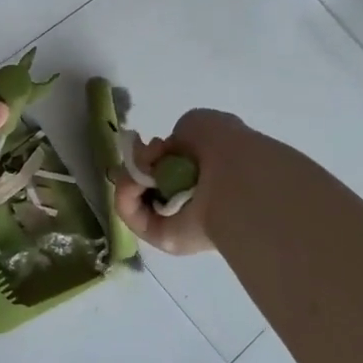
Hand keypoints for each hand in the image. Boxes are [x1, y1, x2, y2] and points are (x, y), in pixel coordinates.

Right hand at [112, 108, 247, 256]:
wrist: (236, 180)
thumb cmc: (223, 147)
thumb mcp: (197, 123)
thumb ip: (175, 138)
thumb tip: (161, 156)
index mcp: (211, 169)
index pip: (174, 164)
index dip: (157, 153)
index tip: (154, 145)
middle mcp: (197, 196)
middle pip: (153, 183)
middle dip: (139, 167)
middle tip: (142, 158)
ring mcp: (181, 219)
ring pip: (140, 200)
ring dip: (129, 181)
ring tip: (136, 171)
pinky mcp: (165, 239)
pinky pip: (135, 217)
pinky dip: (126, 197)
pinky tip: (132, 184)